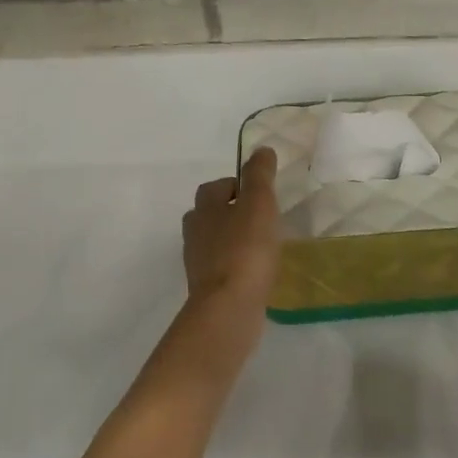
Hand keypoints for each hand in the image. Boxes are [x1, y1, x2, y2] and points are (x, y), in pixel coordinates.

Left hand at [183, 147, 281, 311]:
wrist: (228, 308)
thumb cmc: (245, 250)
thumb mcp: (258, 205)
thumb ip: (259, 176)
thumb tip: (262, 149)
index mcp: (204, 209)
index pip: (215, 187)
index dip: (236, 185)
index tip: (259, 193)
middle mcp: (195, 233)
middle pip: (209, 214)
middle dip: (230, 212)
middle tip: (260, 217)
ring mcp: (198, 263)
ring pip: (214, 241)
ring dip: (233, 239)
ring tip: (262, 244)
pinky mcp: (208, 288)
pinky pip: (222, 268)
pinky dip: (236, 264)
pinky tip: (256, 271)